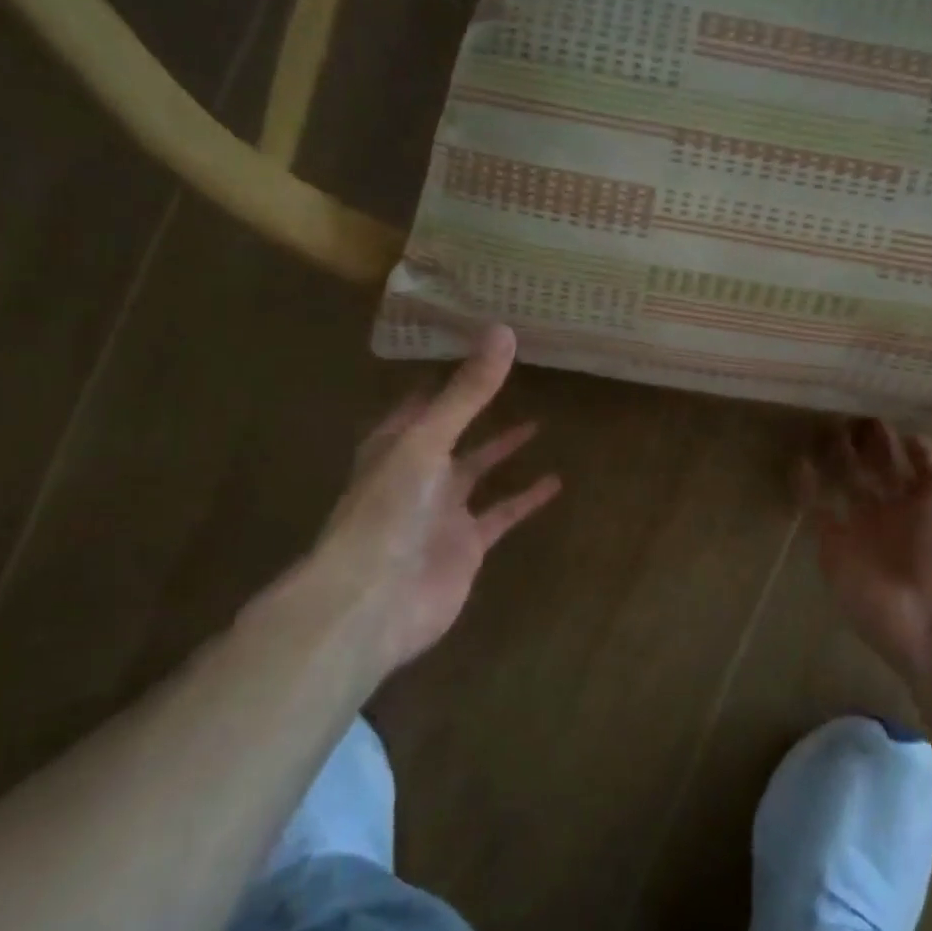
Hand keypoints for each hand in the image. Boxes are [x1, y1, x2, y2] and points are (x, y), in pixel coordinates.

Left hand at [245, 326, 559, 678]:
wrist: (376, 599)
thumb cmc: (389, 509)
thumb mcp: (427, 440)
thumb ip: (467, 392)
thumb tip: (503, 331)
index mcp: (395, 442)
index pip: (422, 399)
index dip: (446, 375)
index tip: (475, 347)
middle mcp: (418, 471)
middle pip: (452, 431)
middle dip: (476, 409)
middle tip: (513, 378)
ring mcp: (443, 509)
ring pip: (478, 470)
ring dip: (503, 450)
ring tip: (539, 422)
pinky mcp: (468, 543)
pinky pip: (501, 512)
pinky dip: (526, 498)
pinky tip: (555, 481)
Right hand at [799, 384, 931, 680]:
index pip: (917, 451)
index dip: (905, 424)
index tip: (886, 385)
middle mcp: (900, 506)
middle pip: (878, 463)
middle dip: (865, 435)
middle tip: (845, 392)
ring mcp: (865, 525)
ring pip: (846, 480)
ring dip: (835, 454)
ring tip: (820, 416)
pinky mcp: (834, 544)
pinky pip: (816, 507)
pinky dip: (806, 485)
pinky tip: (799, 459)